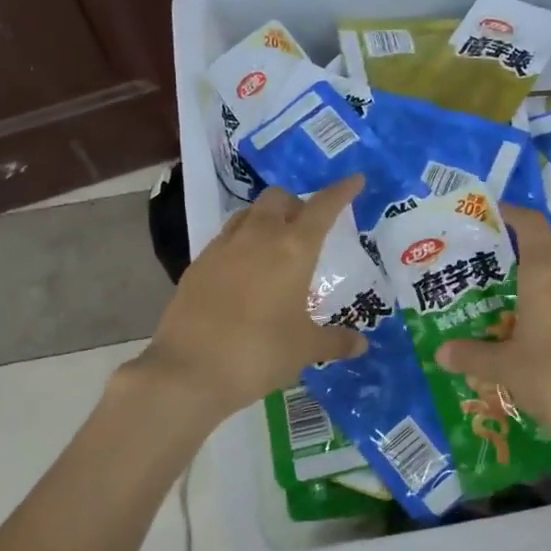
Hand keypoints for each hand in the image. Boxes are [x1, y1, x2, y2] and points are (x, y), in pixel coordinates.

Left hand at [134, 178, 368, 425]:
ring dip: (265, 218)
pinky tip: (244, 271)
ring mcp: (222, 248)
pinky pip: (225, 239)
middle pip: (278, 198)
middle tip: (308, 225)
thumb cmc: (259, 353)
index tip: (355, 180)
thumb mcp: (304, 349)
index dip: (341, 192)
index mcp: (293, 249)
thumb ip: (334, 342)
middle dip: (296, 203)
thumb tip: (361, 345)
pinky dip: (241, 243)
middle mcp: (258, 237)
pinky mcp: (197, 265)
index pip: (323, 208)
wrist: (189, 370)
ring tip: (275, 243)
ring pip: (248, 214)